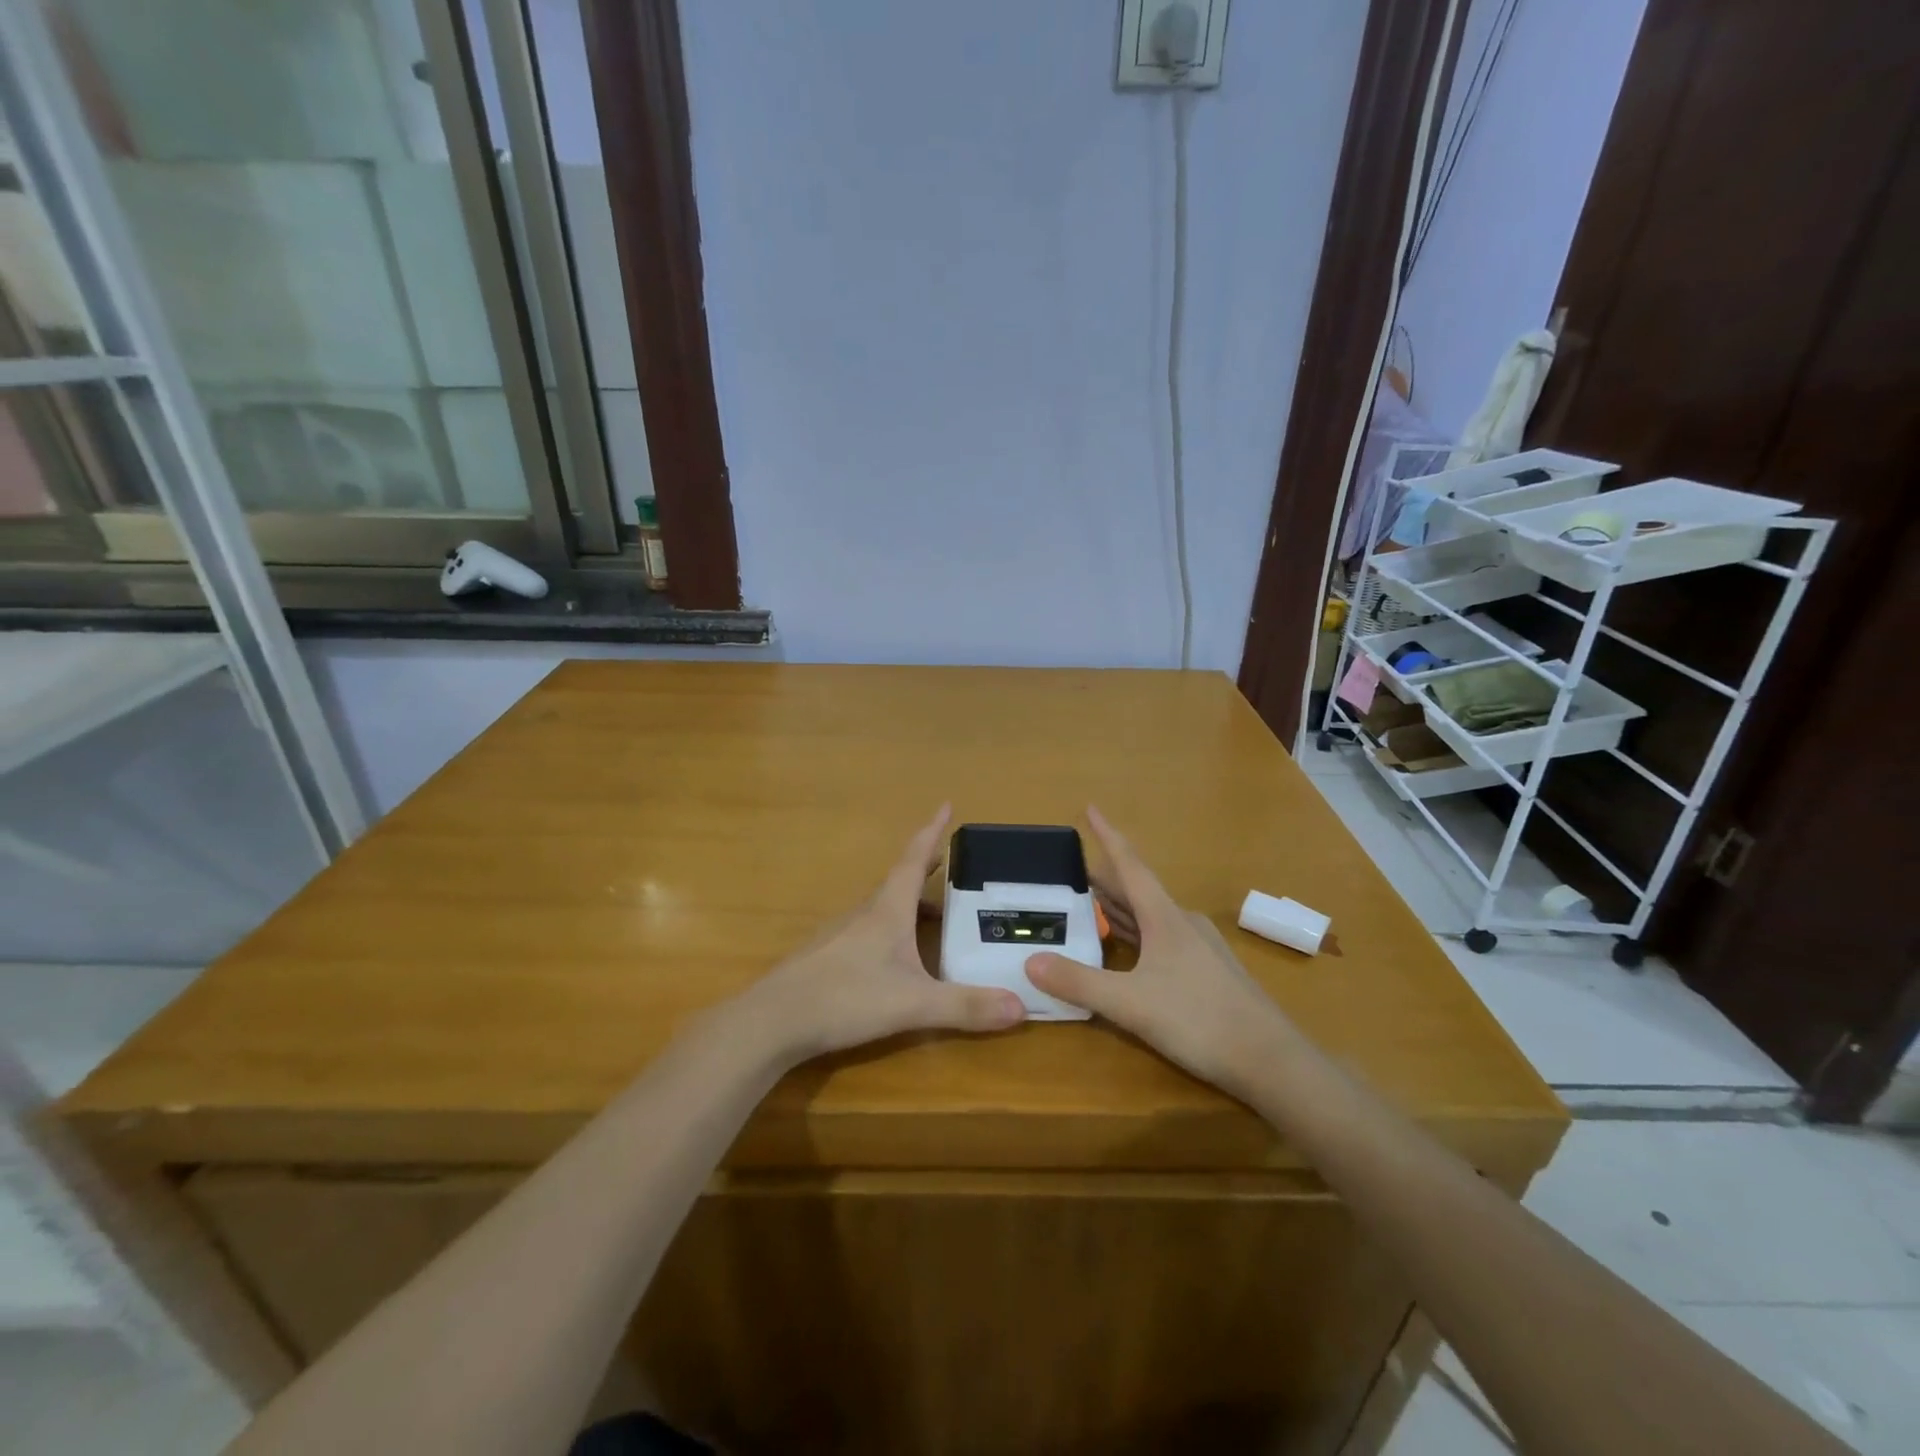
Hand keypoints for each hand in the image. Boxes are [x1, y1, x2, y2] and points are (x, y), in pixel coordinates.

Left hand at [743, 806, 1026, 1064]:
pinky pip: (870, 933)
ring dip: (911, 905)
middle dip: (928, 870)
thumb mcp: (913, 1004)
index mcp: (887, 910)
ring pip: (885, 909)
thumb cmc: (845, 998)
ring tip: (938, 917)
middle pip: (900, 882)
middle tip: (953, 866)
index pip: (913, 860)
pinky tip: (899, 958)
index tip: (946, 805)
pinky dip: (894, 932)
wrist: (773, 1021)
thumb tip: (1022, 1005)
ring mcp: (842, 936)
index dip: (931, 833)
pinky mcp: (828, 960)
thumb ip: (965, 1006)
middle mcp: (864, 914)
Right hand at [1024, 807, 1297, 1097]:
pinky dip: (1135, 934)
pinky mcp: (1207, 972)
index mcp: (1164, 917)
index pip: (1130, 864)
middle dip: (1103, 880)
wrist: (1272, 1061)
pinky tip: (1124, 952)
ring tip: (1087, 906)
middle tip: (1069, 873)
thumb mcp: (1130, 1004)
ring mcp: (1199, 948)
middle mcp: (1182, 923)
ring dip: (1118, 909)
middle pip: (1136, 891)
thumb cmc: (1199, 1020)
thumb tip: (1030, 961)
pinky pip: (1160, 939)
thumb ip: (1079, 982)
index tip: (1090, 808)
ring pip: (1149, 916)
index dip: (1108, 835)